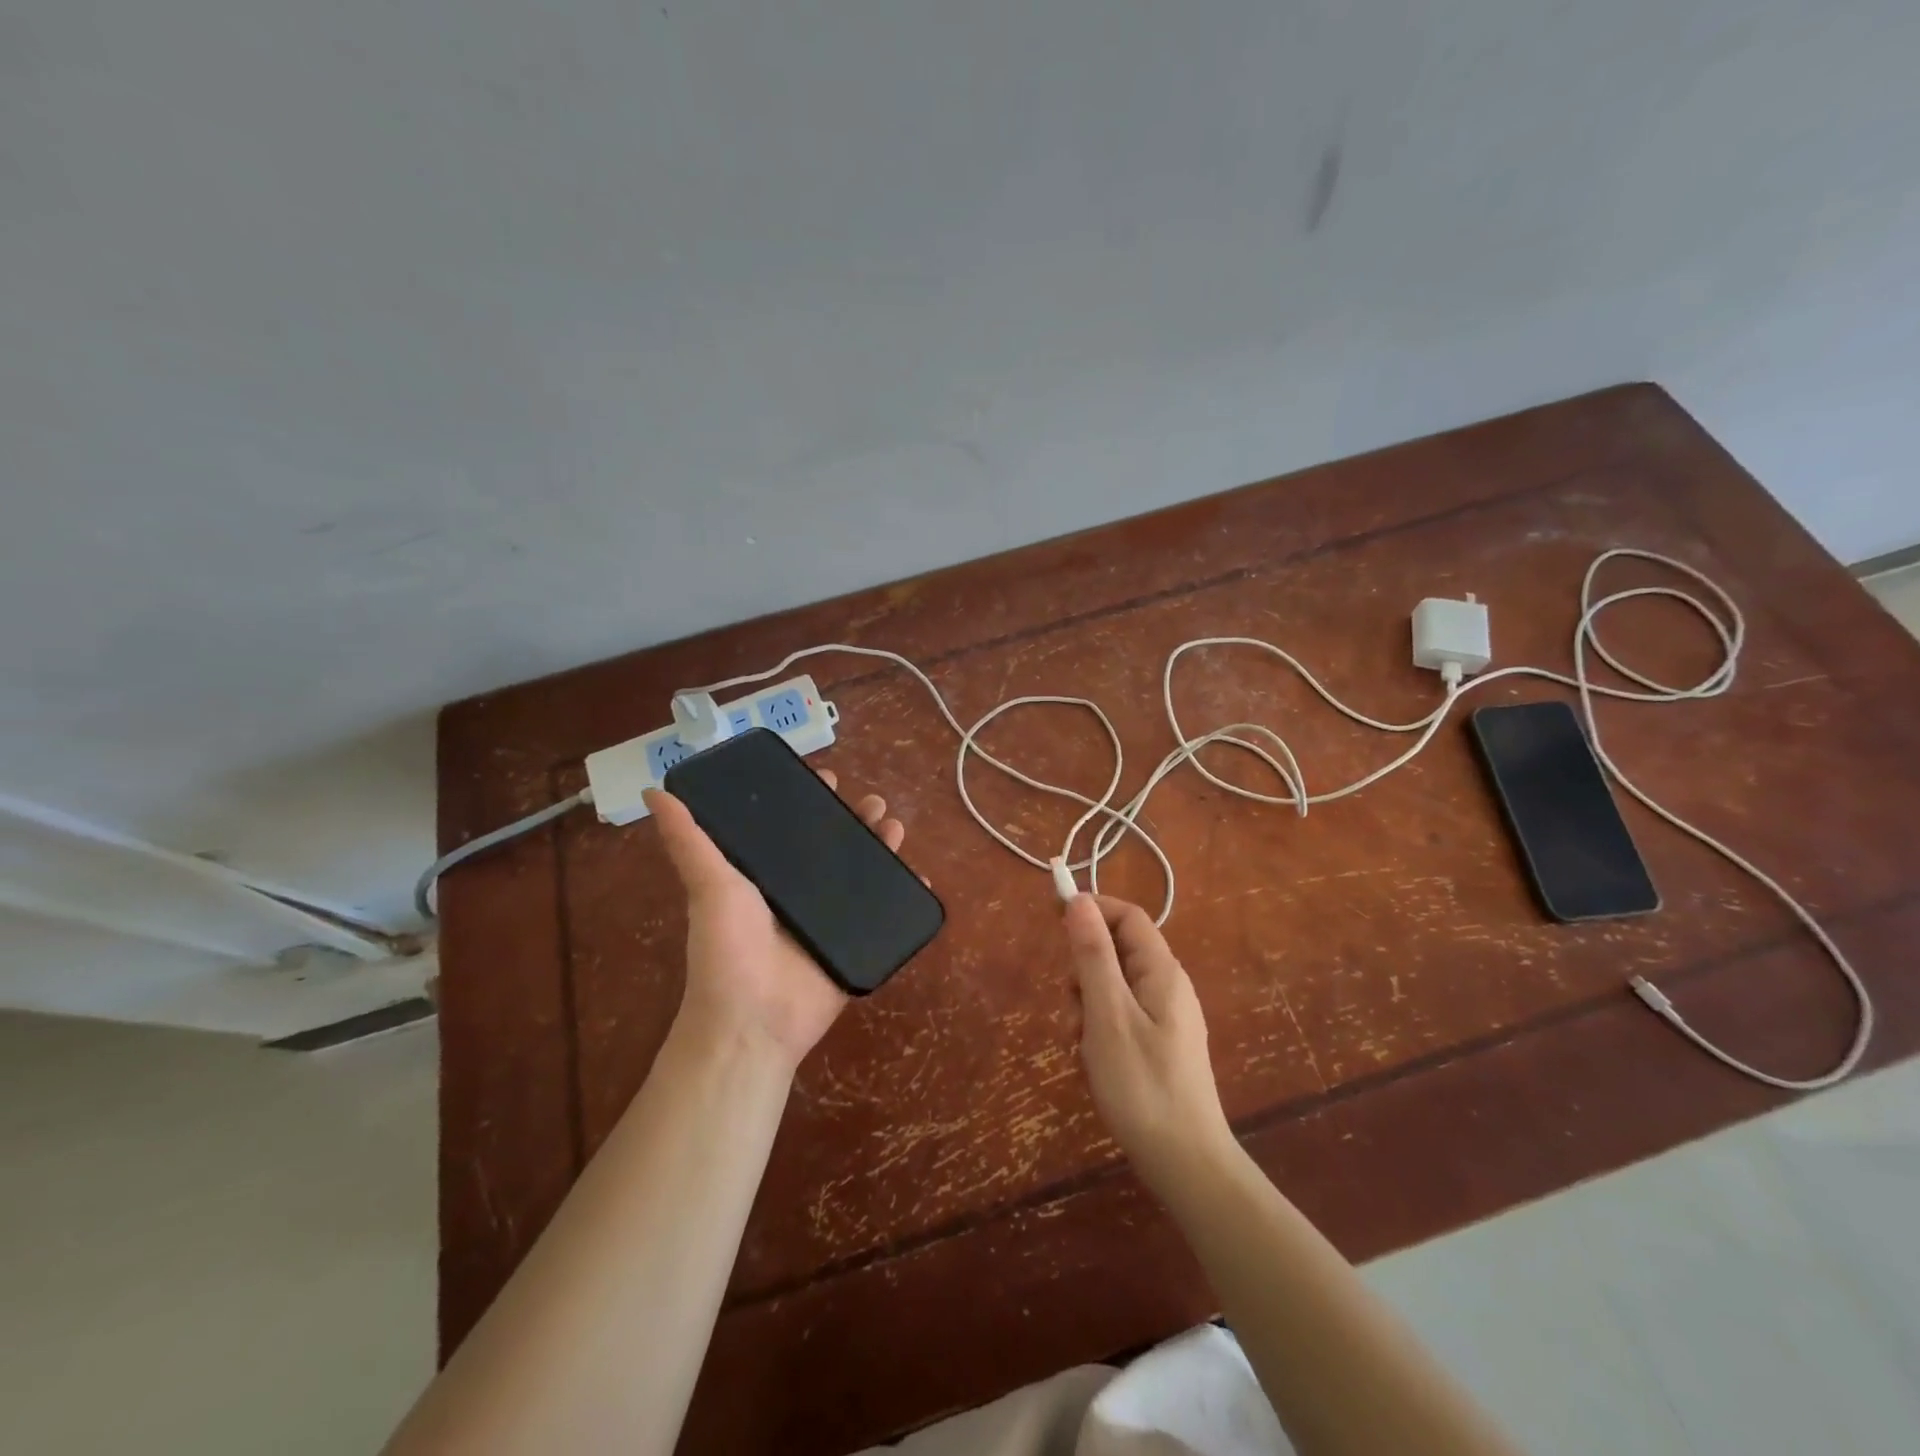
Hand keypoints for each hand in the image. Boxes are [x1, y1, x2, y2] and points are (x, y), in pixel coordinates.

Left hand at [644, 773, 906, 1072]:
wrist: (753, 1022)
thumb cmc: (727, 950)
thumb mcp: (707, 886)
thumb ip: (687, 839)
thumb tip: (654, 790)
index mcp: (767, 876)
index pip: (793, 828)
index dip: (811, 802)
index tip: (828, 777)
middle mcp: (801, 893)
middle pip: (836, 847)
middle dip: (856, 820)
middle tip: (875, 803)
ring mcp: (832, 921)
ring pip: (864, 874)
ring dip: (883, 848)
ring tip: (896, 828)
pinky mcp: (857, 946)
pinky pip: (887, 914)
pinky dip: (906, 895)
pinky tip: (922, 876)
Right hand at [1064, 894, 1234, 1191]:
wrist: (1186, 1164)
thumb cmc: (1142, 1084)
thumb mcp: (1107, 1014)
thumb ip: (1093, 954)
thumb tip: (1079, 900)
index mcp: (1161, 971)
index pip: (1127, 916)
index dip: (1091, 909)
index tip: (1052, 918)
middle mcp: (1167, 986)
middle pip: (1116, 951)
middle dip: (1084, 971)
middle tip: (1073, 1009)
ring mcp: (1164, 1017)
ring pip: (1112, 986)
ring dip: (1087, 1005)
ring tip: (1082, 1045)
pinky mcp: (1158, 1045)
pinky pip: (1120, 1016)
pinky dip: (1099, 1029)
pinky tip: (1093, 1061)